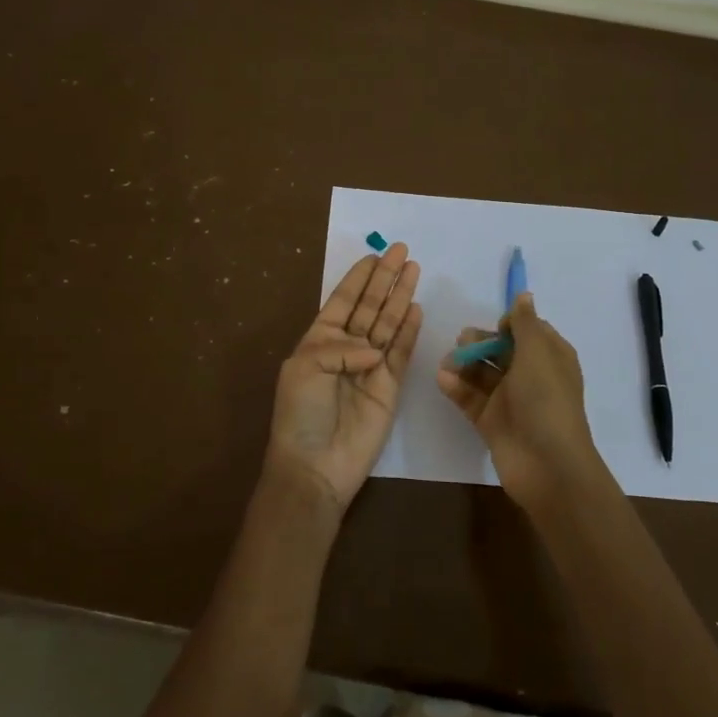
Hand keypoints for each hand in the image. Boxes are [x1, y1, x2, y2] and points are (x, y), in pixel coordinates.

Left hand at [266, 243, 422, 516]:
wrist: (316, 465)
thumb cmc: (301, 413)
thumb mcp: (306, 368)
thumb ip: (340, 347)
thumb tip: (374, 349)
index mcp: (319, 340)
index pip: (344, 301)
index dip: (359, 277)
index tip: (375, 254)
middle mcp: (346, 348)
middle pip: (370, 306)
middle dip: (385, 279)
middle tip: (402, 251)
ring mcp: (370, 367)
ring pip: (388, 324)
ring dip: (399, 297)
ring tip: (414, 269)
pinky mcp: (390, 386)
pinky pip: (401, 352)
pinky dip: (409, 330)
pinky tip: (415, 307)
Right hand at [436, 291, 605, 509]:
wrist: (547, 465)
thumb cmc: (546, 401)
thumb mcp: (538, 353)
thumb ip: (525, 323)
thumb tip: (524, 295)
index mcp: (550, 357)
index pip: (528, 331)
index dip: (510, 325)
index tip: (496, 327)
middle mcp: (531, 376)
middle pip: (501, 350)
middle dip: (480, 343)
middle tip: (462, 342)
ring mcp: (511, 400)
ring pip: (482, 373)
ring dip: (464, 364)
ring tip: (447, 362)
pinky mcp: (492, 422)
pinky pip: (471, 398)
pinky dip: (457, 387)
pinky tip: (443, 379)